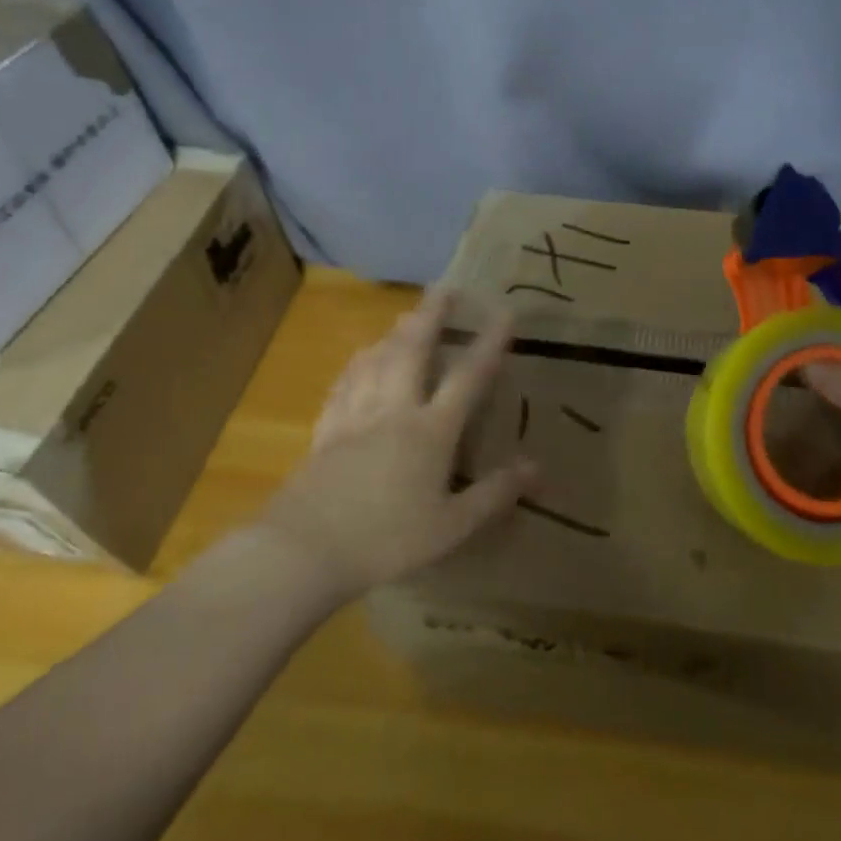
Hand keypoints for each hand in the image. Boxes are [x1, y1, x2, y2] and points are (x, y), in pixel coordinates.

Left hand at [261, 288, 533, 598]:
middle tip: (443, 289)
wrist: (303, 551)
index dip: (488, 344)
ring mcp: (354, 418)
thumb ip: (495, 493)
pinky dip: (356, 365)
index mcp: (430, 431)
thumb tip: (537, 466)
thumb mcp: (452, 526)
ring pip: (375, 361)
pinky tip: (358, 360)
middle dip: (431, 317)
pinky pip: (344, 385)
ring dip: (393, 334)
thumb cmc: (386, 540)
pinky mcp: (325, 433)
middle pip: (413, 352)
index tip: (503, 313)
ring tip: (404, 318)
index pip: (467, 378)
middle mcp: (394, 412)